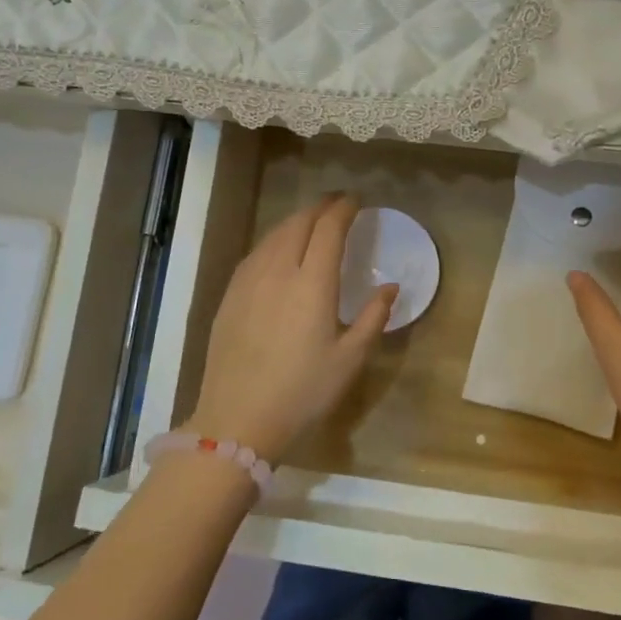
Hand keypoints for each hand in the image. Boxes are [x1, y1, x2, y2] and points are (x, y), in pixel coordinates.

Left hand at [184, 194, 396, 462]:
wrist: (237, 419)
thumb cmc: (302, 392)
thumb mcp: (349, 360)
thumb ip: (372, 318)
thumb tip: (391, 287)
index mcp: (312, 283)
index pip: (328, 229)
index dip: (343, 209)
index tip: (356, 200)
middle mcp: (278, 271)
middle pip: (299, 223)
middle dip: (320, 208)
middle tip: (337, 205)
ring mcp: (248, 280)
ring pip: (274, 235)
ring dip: (296, 221)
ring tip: (311, 222)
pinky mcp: (229, 295)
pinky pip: (256, 253)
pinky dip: (274, 240)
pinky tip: (279, 251)